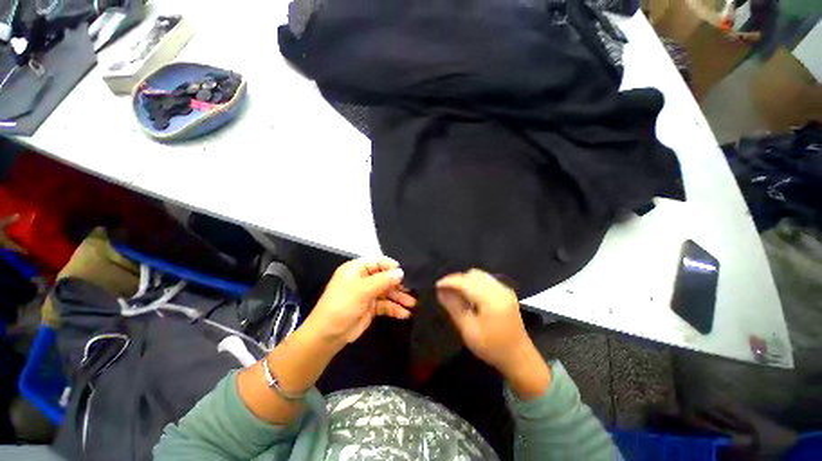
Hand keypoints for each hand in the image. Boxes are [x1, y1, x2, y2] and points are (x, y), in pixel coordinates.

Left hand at [303, 257, 415, 349]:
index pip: (378, 262)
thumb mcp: (361, 291)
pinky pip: (386, 304)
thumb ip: (382, 280)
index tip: (405, 274)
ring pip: (387, 292)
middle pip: (385, 277)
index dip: (391, 267)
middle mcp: (364, 279)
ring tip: (413, 304)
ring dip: (400, 298)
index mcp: (357, 269)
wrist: (327, 336)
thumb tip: (401, 272)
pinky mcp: (371, 307)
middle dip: (399, 284)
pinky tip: (404, 314)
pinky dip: (395, 308)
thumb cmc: (341, 306)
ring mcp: (368, 294)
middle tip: (413, 290)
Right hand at [437, 270, 550, 398]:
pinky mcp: (506, 292)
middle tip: (445, 290)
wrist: (519, 357)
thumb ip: (454, 307)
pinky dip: (474, 282)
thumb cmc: (492, 347)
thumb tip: (440, 291)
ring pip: (480, 275)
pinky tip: (468, 294)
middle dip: (457, 279)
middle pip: (473, 274)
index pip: (466, 282)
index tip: (437, 286)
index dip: (449, 281)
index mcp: (492, 300)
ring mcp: (505, 289)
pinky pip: (486, 279)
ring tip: (455, 291)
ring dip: (465, 280)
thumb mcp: (469, 331)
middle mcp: (500, 289)